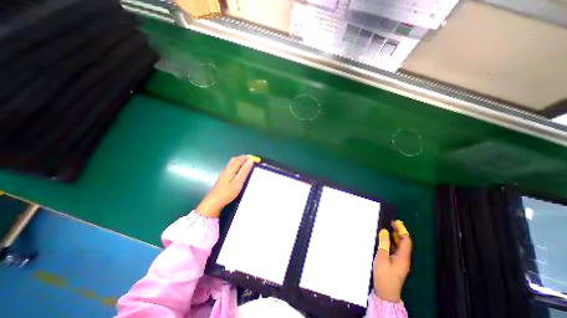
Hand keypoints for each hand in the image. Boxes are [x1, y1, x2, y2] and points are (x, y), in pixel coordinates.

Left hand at [196, 154, 256, 218]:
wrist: (213, 202)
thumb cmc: (227, 193)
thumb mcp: (238, 182)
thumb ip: (244, 171)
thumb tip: (250, 160)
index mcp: (231, 169)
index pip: (241, 159)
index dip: (249, 157)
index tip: (258, 160)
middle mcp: (227, 169)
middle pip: (236, 159)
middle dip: (245, 158)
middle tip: (253, 161)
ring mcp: (224, 173)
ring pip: (233, 163)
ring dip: (241, 161)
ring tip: (249, 165)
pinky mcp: (223, 177)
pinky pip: (232, 167)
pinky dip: (238, 165)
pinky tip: (240, 172)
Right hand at [373, 219, 412, 301]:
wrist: (386, 293)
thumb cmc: (384, 275)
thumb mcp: (382, 258)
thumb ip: (383, 244)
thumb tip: (384, 231)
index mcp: (403, 257)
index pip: (406, 240)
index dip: (402, 230)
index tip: (395, 221)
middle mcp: (404, 259)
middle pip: (404, 243)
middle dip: (399, 232)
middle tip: (391, 223)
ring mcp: (400, 262)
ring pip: (400, 246)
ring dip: (395, 237)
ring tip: (388, 229)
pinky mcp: (395, 264)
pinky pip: (395, 250)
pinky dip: (391, 243)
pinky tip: (385, 240)